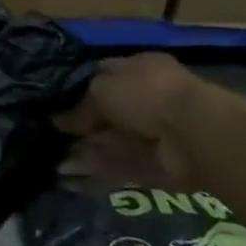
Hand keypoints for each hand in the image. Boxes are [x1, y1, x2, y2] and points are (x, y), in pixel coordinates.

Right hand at [55, 53, 208, 186]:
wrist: (194, 134)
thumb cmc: (144, 94)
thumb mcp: (100, 88)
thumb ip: (79, 106)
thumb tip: (57, 120)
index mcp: (139, 68)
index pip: (103, 75)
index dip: (78, 87)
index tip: (53, 101)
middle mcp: (149, 98)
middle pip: (109, 111)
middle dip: (82, 123)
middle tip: (51, 133)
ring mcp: (157, 132)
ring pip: (115, 140)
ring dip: (89, 149)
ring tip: (56, 157)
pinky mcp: (161, 164)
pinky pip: (125, 166)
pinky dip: (102, 170)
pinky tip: (74, 177)